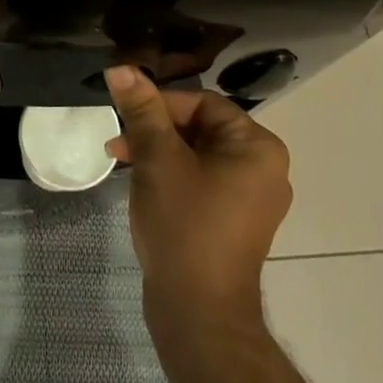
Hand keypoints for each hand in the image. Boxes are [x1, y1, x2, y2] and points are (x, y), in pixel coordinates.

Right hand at [104, 66, 292, 320]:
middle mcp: (264, 168)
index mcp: (257, 146)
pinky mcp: (235, 223)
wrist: (199, 315)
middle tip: (118, 142)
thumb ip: (141, 110)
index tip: (124, 114)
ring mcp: (251, 199)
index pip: (202, 103)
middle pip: (200, 128)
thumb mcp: (158, 158)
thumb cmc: (184, 225)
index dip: (160, 104)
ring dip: (159, 153)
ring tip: (122, 162)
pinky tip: (143, 186)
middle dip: (155, 130)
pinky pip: (202, 182)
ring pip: (198, 156)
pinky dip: (173, 177)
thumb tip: (121, 67)